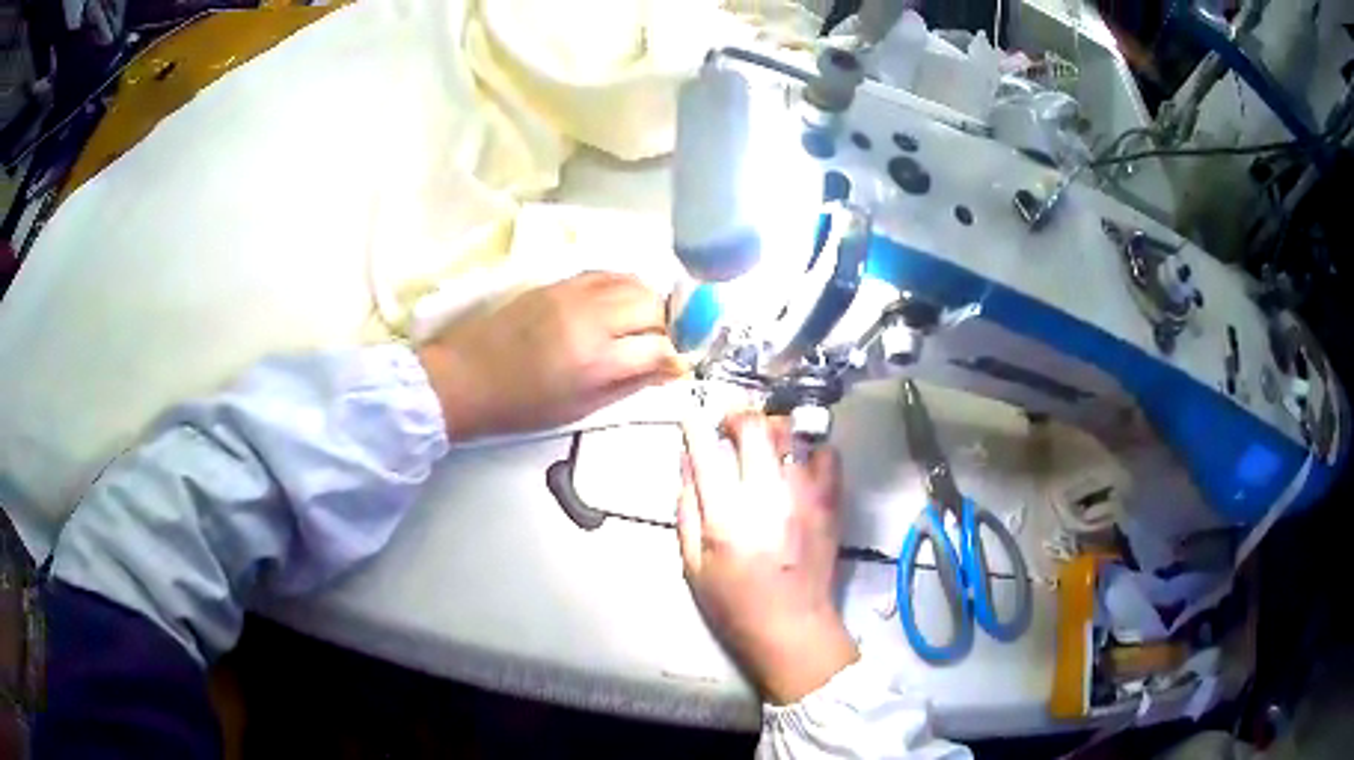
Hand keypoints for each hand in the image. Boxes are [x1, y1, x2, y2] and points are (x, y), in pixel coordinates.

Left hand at [417, 272, 683, 440]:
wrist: (465, 377)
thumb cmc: (521, 406)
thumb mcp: (580, 409)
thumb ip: (629, 385)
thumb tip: (667, 369)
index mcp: (595, 360)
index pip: (660, 348)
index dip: (677, 358)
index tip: (678, 365)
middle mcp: (590, 319)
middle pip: (653, 307)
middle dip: (668, 327)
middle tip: (660, 344)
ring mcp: (573, 294)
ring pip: (634, 282)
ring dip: (650, 301)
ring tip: (643, 322)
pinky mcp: (558, 282)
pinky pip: (607, 273)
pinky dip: (624, 286)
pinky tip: (620, 302)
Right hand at [678, 412, 857, 704]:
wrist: (792, 626)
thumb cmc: (734, 603)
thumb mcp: (693, 564)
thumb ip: (687, 510)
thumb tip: (687, 462)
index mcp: (725, 516)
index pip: (706, 451)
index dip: (695, 424)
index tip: (692, 416)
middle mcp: (767, 496)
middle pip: (755, 427)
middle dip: (737, 414)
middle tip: (729, 423)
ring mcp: (804, 496)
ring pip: (791, 433)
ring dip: (772, 428)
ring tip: (764, 440)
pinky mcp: (830, 503)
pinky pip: (827, 455)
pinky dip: (811, 449)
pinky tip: (799, 461)